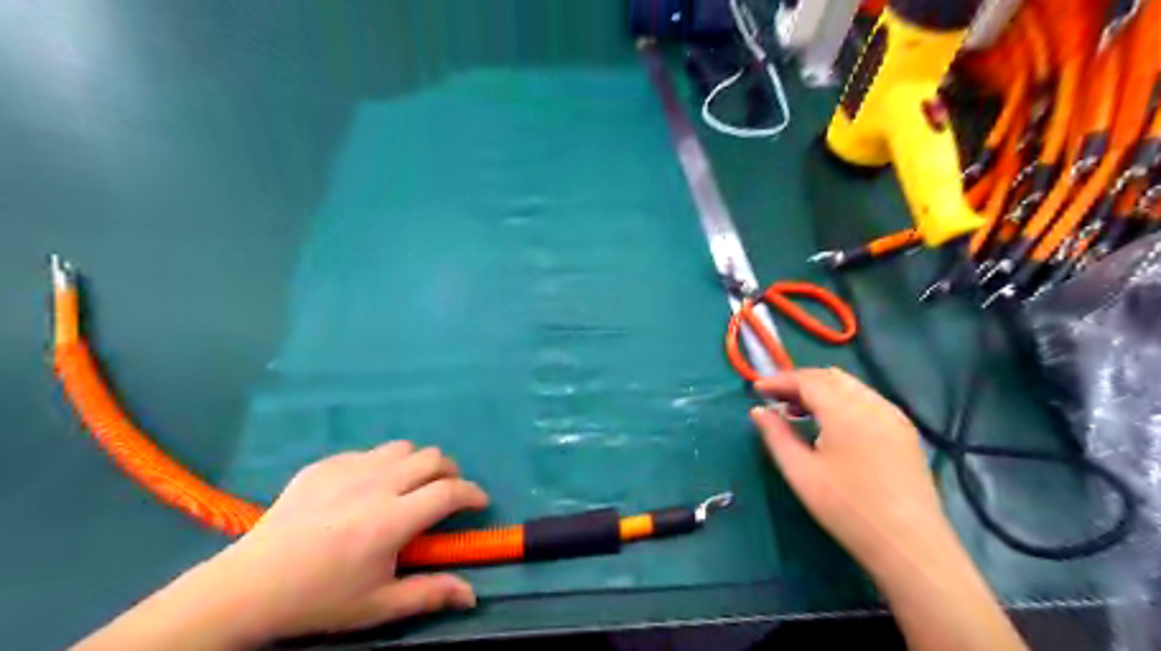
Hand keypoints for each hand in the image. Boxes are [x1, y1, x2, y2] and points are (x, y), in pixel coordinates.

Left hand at [189, 439, 485, 642]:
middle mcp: (376, 485)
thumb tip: (472, 595)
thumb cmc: (319, 599)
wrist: (249, 586)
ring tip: (409, 486)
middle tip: (446, 492)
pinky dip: (380, 466)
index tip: (479, 502)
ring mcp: (348, 469)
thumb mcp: (378, 606)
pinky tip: (365, 490)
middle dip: (450, 472)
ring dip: (417, 463)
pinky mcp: (324, 464)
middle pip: (432, 457)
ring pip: (402, 447)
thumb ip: (429, 594)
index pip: (449, 491)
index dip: (473, 493)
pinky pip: (367, 453)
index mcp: (392, 520)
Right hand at [748, 370, 957, 577]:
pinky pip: (867, 400)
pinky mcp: (904, 431)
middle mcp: (872, 404)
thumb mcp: (801, 472)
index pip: (808, 380)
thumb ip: (776, 436)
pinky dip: (842, 400)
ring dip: (821, 390)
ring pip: (850, 386)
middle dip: (800, 382)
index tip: (757, 389)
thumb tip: (758, 411)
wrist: (909, 544)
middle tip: (776, 400)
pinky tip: (831, 425)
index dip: (780, 380)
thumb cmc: (847, 508)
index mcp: (846, 411)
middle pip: (830, 377)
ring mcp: (893, 416)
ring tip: (798, 412)